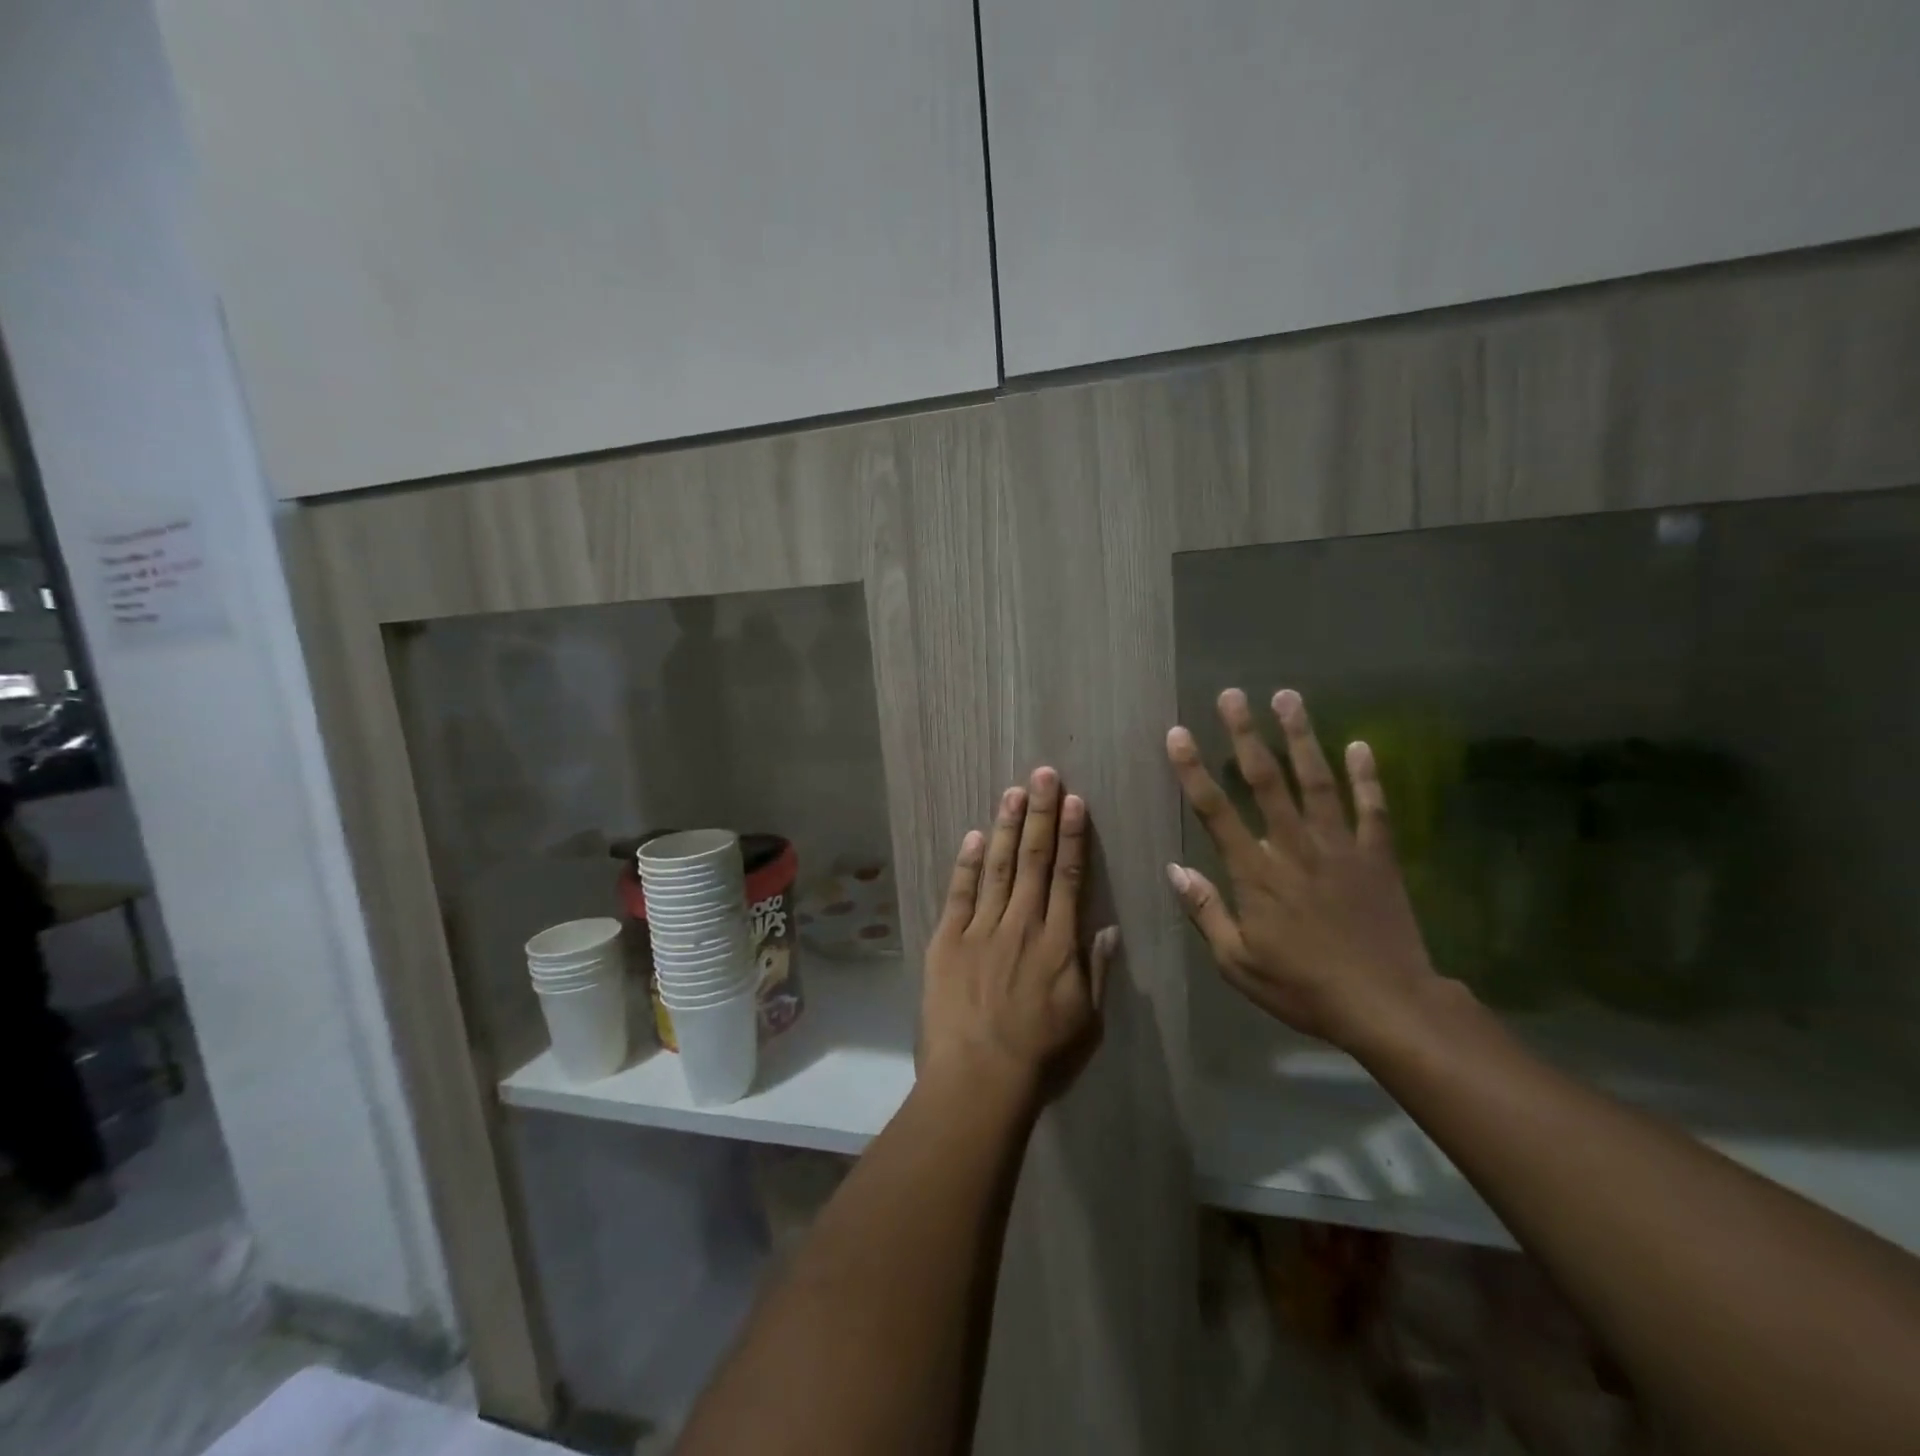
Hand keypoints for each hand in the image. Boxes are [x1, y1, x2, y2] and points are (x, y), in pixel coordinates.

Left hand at [920, 767, 1119, 1111]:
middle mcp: (1022, 924)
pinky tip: (973, 836)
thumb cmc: (1041, 1058)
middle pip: (1035, 860)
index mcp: (1059, 943)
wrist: (978, 1081)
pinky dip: (966, 864)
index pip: (1070, 877)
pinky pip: (959, 894)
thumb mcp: (1088, 1022)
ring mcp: (981, 930)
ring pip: (999, 867)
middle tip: (1043, 774)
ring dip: (1007, 827)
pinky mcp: (947, 941)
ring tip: (1013, 791)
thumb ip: (1097, 972)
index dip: (1073, 836)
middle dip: (1040, 814)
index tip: (1075, 801)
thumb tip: (1108, 928)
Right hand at [1165, 688, 1445, 1053]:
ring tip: (1287, 697)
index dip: (1192, 770)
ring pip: (1316, 781)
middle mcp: (1293, 848)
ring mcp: (1339, 847)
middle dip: (1245, 734)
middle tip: (1231, 695)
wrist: (1387, 1006)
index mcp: (1255, 873)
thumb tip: (1174, 870)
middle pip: (1265, 781)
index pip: (1215, 811)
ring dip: (1300, 737)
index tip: (1177, 734)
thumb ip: (1205, 911)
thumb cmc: (1302, 987)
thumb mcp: (1237, 962)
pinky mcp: (1376, 857)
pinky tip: (1361, 745)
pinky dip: (1367, 776)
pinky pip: (1372, 809)